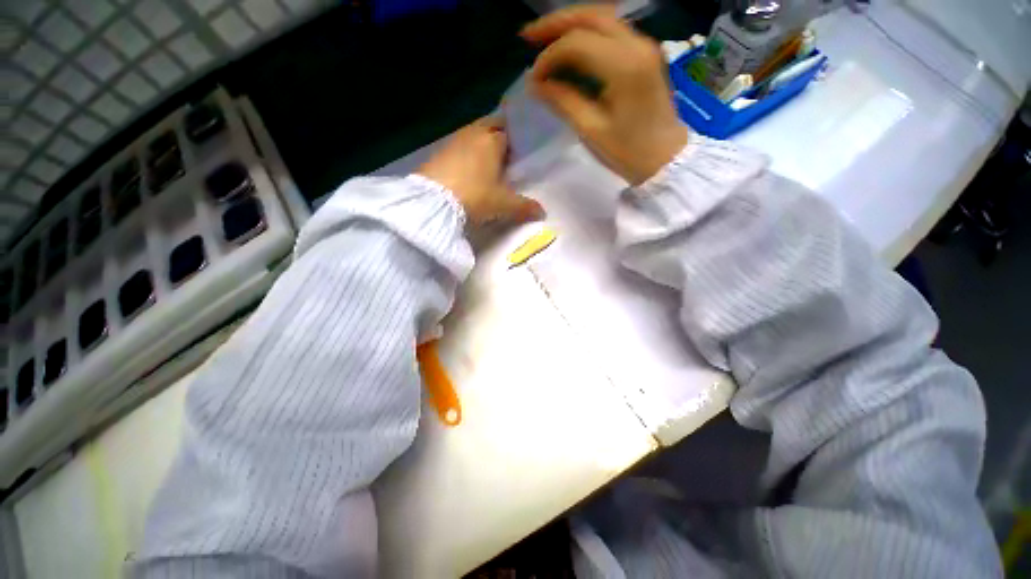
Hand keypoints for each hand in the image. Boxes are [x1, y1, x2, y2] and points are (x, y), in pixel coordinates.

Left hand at [417, 117, 543, 227]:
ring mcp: (453, 141)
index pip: (508, 132)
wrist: (433, 202)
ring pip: (472, 135)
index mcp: (492, 140)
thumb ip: (524, 206)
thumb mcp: (503, 204)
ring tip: (486, 166)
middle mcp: (473, 133)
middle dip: (498, 137)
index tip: (518, 157)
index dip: (515, 144)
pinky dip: (465, 154)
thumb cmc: (475, 196)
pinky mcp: (438, 152)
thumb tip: (542, 212)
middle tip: (505, 157)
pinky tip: (466, 172)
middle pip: (490, 126)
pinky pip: (458, 147)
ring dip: (480, 145)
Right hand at [522, 6, 688, 184]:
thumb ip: (563, 101)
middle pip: (591, 17)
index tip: (533, 79)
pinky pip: (612, 32)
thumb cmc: (628, 152)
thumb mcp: (591, 130)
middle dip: (556, 23)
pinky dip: (587, 34)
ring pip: (602, 19)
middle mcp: (637, 45)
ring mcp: (644, 46)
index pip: (577, 43)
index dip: (549, 57)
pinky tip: (570, 47)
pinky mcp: (645, 55)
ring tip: (544, 38)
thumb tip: (536, 84)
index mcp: (624, 66)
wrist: (666, 158)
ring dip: (571, 24)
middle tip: (528, 37)